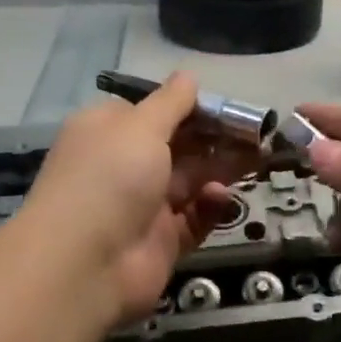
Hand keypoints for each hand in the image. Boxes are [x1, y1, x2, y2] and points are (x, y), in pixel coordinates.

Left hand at [20, 73, 239, 326]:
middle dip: (215, 137)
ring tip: (256, 157)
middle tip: (257, 132)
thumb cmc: (110, 177)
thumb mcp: (140, 125)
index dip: (190, 107)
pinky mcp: (162, 241)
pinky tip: (221, 196)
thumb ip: (171, 102)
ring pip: (191, 180)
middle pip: (178, 145)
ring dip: (221, 168)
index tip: (226, 105)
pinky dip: (210, 206)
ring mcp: (144, 205)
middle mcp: (125, 166)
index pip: (153, 111)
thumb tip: (188, 76)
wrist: (84, 265)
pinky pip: (194, 218)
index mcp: (110, 132)